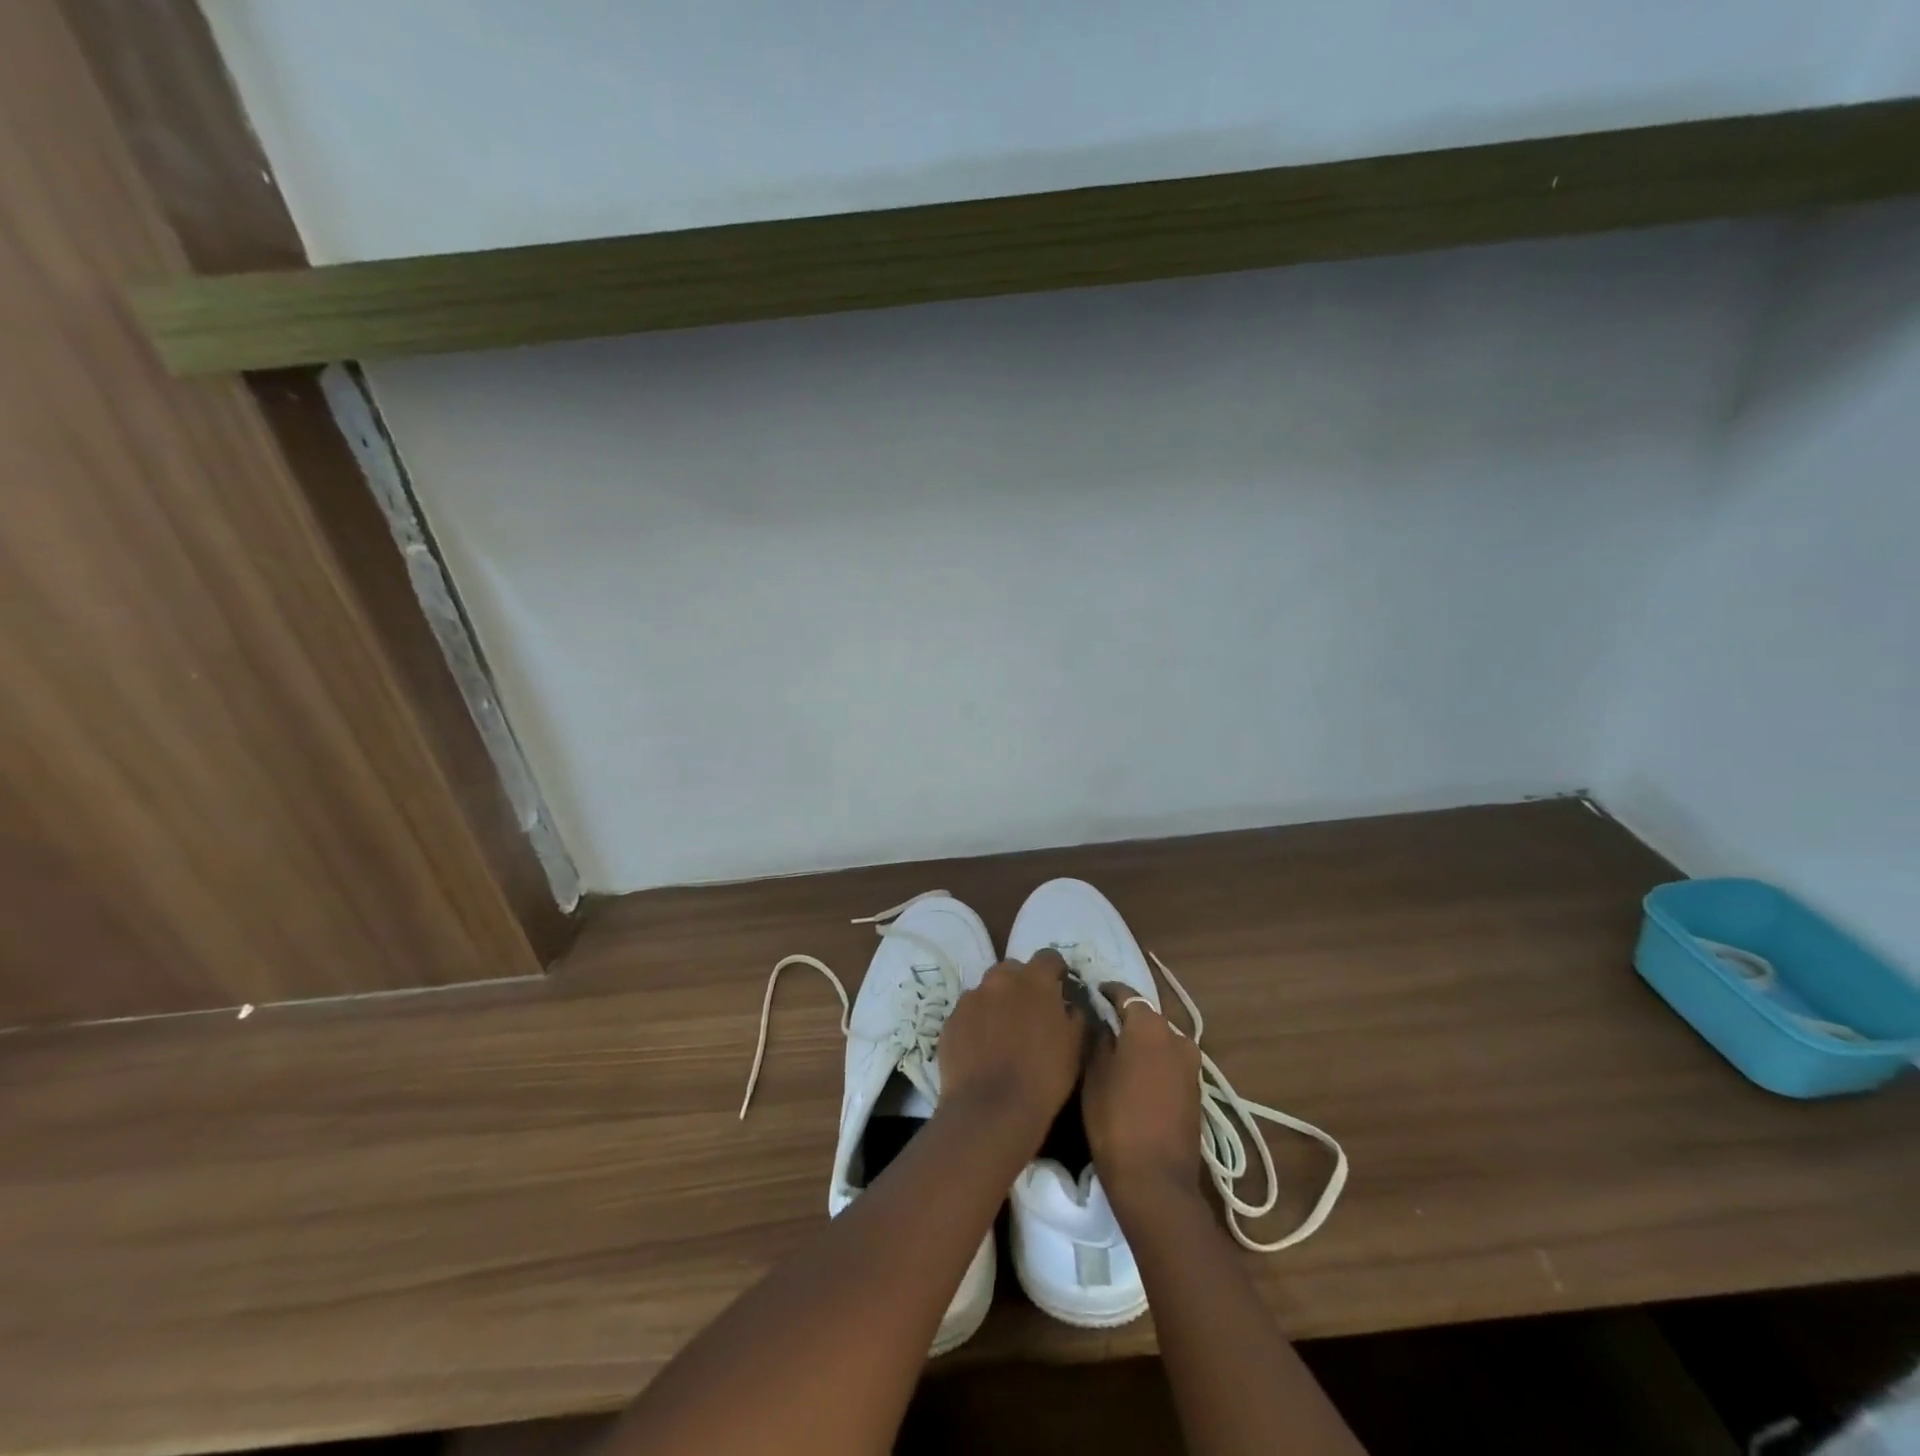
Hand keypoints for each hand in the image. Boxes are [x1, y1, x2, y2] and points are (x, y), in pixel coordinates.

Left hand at [938, 951, 1084, 1145]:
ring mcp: (971, 998)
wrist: (991, 1109)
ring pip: (987, 990)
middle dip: (1022, 985)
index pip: (1049, 957)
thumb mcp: (1076, 1046)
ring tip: (1002, 1035)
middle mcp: (1000, 979)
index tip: (1059, 989)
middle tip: (1029, 1013)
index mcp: (1035, 980)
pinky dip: (976, 1023)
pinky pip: (968, 1013)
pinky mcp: (950, 1019)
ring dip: (997, 1003)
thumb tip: (1069, 1003)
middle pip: (1013, 969)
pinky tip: (982, 1049)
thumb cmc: (1044, 1077)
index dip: (1056, 972)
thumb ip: (1075, 1014)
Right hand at [1083, 983, 1202, 1212]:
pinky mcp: (1196, 1092)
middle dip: (1126, 1018)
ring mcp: (1191, 1066)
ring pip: (1161, 1041)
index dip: (1108, 992)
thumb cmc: (1115, 1120)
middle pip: (1147, 1018)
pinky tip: (1136, 1075)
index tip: (1092, 992)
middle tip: (1102, 1024)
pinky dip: (1154, 1062)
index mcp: (1150, 1026)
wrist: (1156, 1181)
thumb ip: (1098, 1038)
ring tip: (1117, 1051)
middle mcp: (1177, 1037)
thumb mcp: (1094, 1074)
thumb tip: (1102, 1020)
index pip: (1126, 995)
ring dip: (1142, 1042)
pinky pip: (1170, 1063)